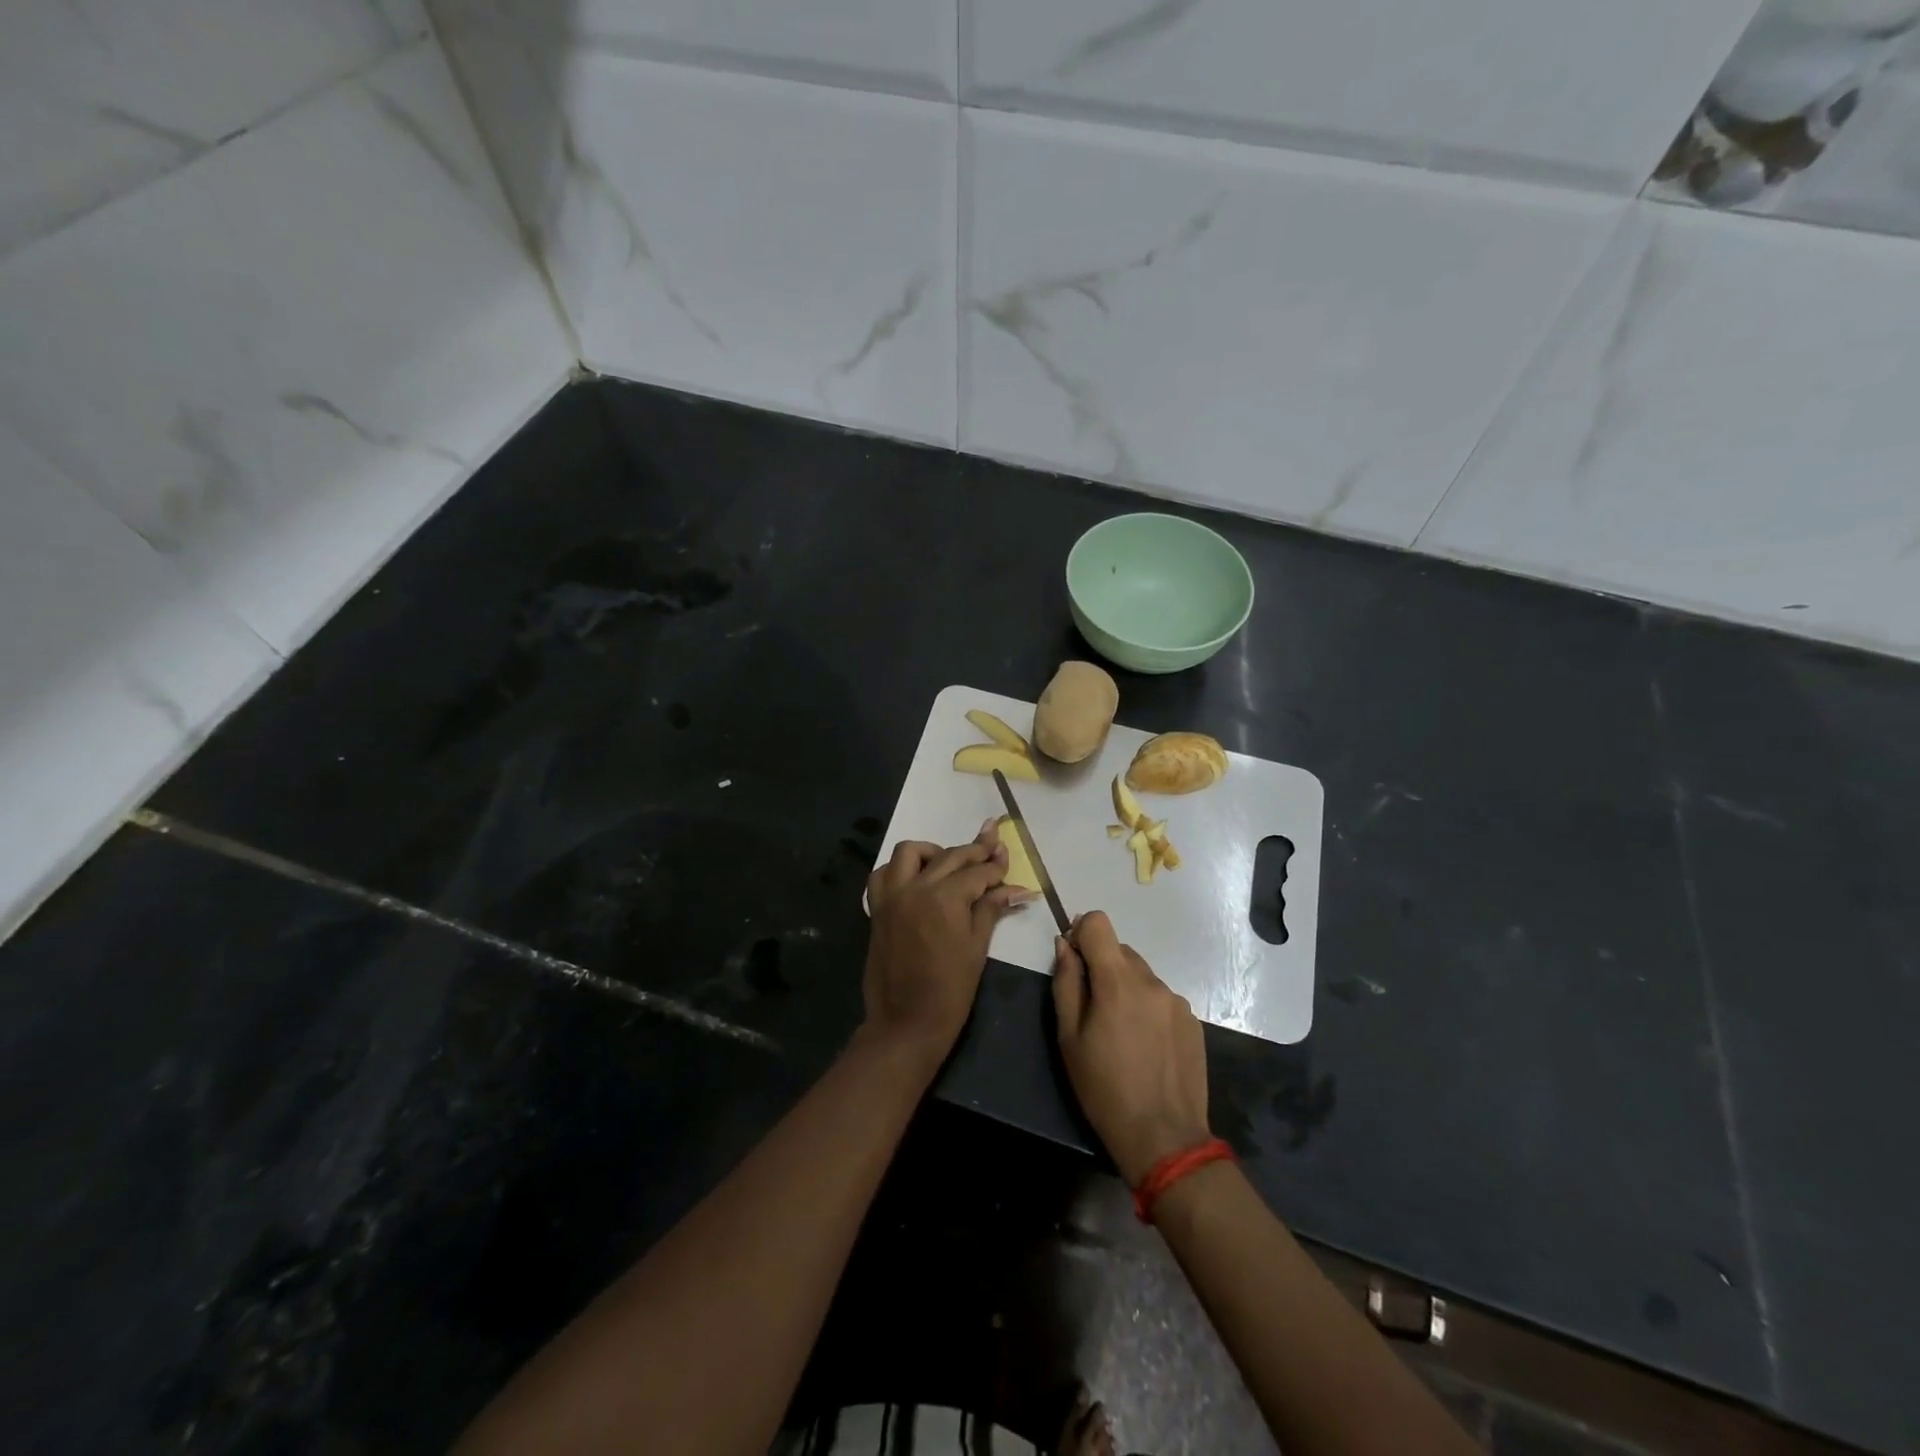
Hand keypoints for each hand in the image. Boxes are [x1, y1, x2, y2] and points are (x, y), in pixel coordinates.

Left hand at [862, 820, 1030, 1067]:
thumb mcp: (977, 947)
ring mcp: (892, 896)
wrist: (906, 1022)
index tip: (1007, 859)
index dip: (996, 867)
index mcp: (945, 898)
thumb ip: (991, 909)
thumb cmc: (951, 990)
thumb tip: (1018, 890)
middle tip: (992, 849)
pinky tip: (916, 879)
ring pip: (910, 852)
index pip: (977, 872)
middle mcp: (916, 887)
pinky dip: (899, 869)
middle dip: (974, 851)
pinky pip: (883, 874)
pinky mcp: (877, 908)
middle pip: (949, 856)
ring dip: (932, 852)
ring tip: (949, 864)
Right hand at [1053, 911, 1211, 1184]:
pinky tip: (1145, 1045)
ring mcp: (1176, 1000)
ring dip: (1126, 989)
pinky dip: (1147, 1008)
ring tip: (1121, 1034)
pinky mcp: (1192, 1020)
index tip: (1074, 961)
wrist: (1164, 1137)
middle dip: (1102, 968)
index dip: (1082, 933)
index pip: (1099, 923)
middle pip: (1120, 950)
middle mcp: (1151, 980)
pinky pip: (1160, 998)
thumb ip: (1066, 983)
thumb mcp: (1069, 1037)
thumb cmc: (1104, 1089)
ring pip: (1141, 975)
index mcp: (1118, 981)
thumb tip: (1064, 945)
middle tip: (1093, 1010)